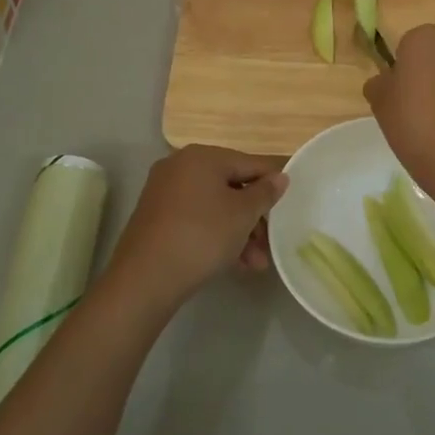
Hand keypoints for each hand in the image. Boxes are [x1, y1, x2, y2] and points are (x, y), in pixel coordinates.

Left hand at [105, 145, 286, 308]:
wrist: (146, 278)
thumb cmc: (202, 235)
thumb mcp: (243, 214)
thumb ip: (265, 192)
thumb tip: (280, 177)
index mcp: (202, 156)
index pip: (250, 163)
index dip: (273, 185)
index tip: (288, 207)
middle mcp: (180, 167)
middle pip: (232, 187)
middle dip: (254, 218)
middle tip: (269, 244)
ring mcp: (164, 192)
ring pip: (215, 207)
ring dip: (239, 233)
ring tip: (256, 264)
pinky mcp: (156, 218)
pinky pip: (196, 219)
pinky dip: (217, 236)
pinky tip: (235, 264)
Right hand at [362, 25, 434, 204]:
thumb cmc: (413, 121)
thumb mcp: (379, 101)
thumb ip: (379, 82)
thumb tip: (387, 81)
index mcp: (424, 36)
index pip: (406, 47)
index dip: (400, 71)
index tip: (398, 96)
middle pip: (434, 53)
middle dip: (426, 73)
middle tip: (416, 106)